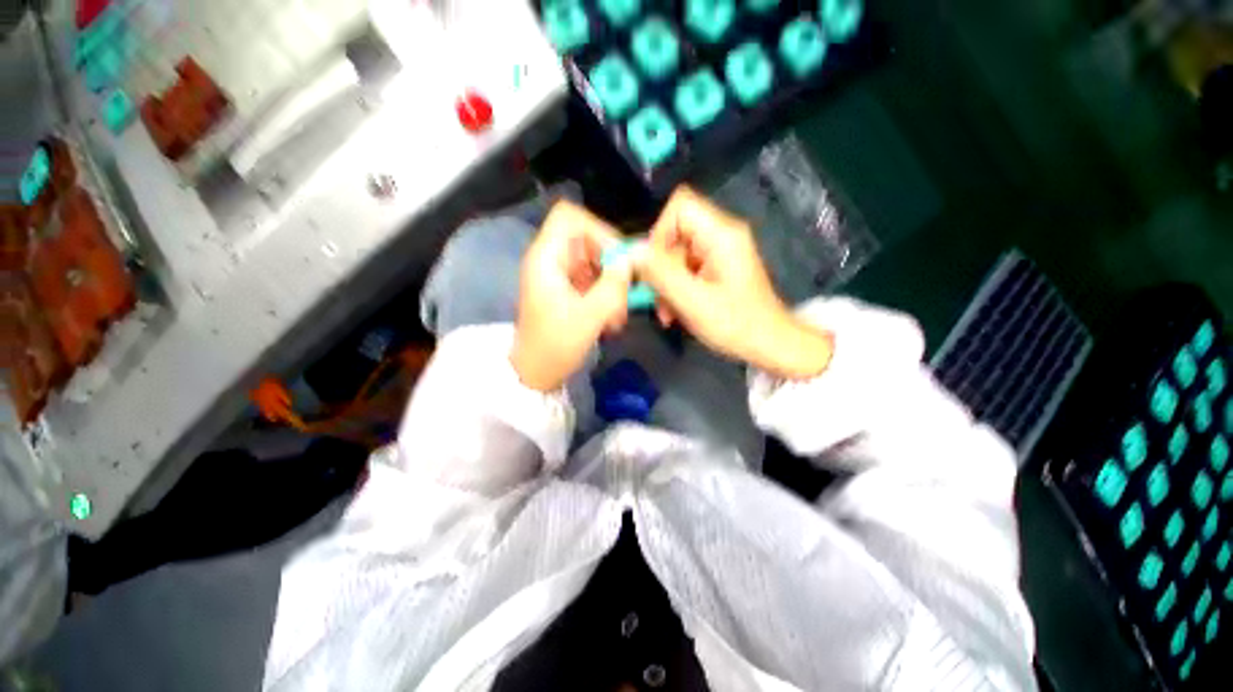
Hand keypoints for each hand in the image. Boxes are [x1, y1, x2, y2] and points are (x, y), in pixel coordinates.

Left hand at [511, 200, 632, 390]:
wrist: (535, 374)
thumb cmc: (554, 347)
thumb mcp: (589, 318)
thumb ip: (613, 286)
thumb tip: (632, 259)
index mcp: (546, 259)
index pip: (570, 218)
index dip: (598, 230)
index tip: (619, 258)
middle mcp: (551, 260)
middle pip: (588, 240)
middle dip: (612, 264)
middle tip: (625, 291)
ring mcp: (560, 275)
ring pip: (595, 262)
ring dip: (612, 284)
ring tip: (618, 314)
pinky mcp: (568, 290)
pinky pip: (593, 280)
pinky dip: (606, 296)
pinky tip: (611, 320)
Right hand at [636, 187, 832, 378]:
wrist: (770, 345)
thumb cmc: (736, 325)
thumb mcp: (693, 302)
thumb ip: (661, 274)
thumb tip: (631, 251)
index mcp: (721, 234)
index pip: (680, 206)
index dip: (659, 232)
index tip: (653, 267)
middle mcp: (721, 234)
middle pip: (674, 233)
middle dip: (660, 268)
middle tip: (658, 299)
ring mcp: (719, 251)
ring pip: (676, 254)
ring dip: (666, 283)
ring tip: (668, 313)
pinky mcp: (716, 267)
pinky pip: (685, 268)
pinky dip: (676, 288)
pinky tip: (676, 312)